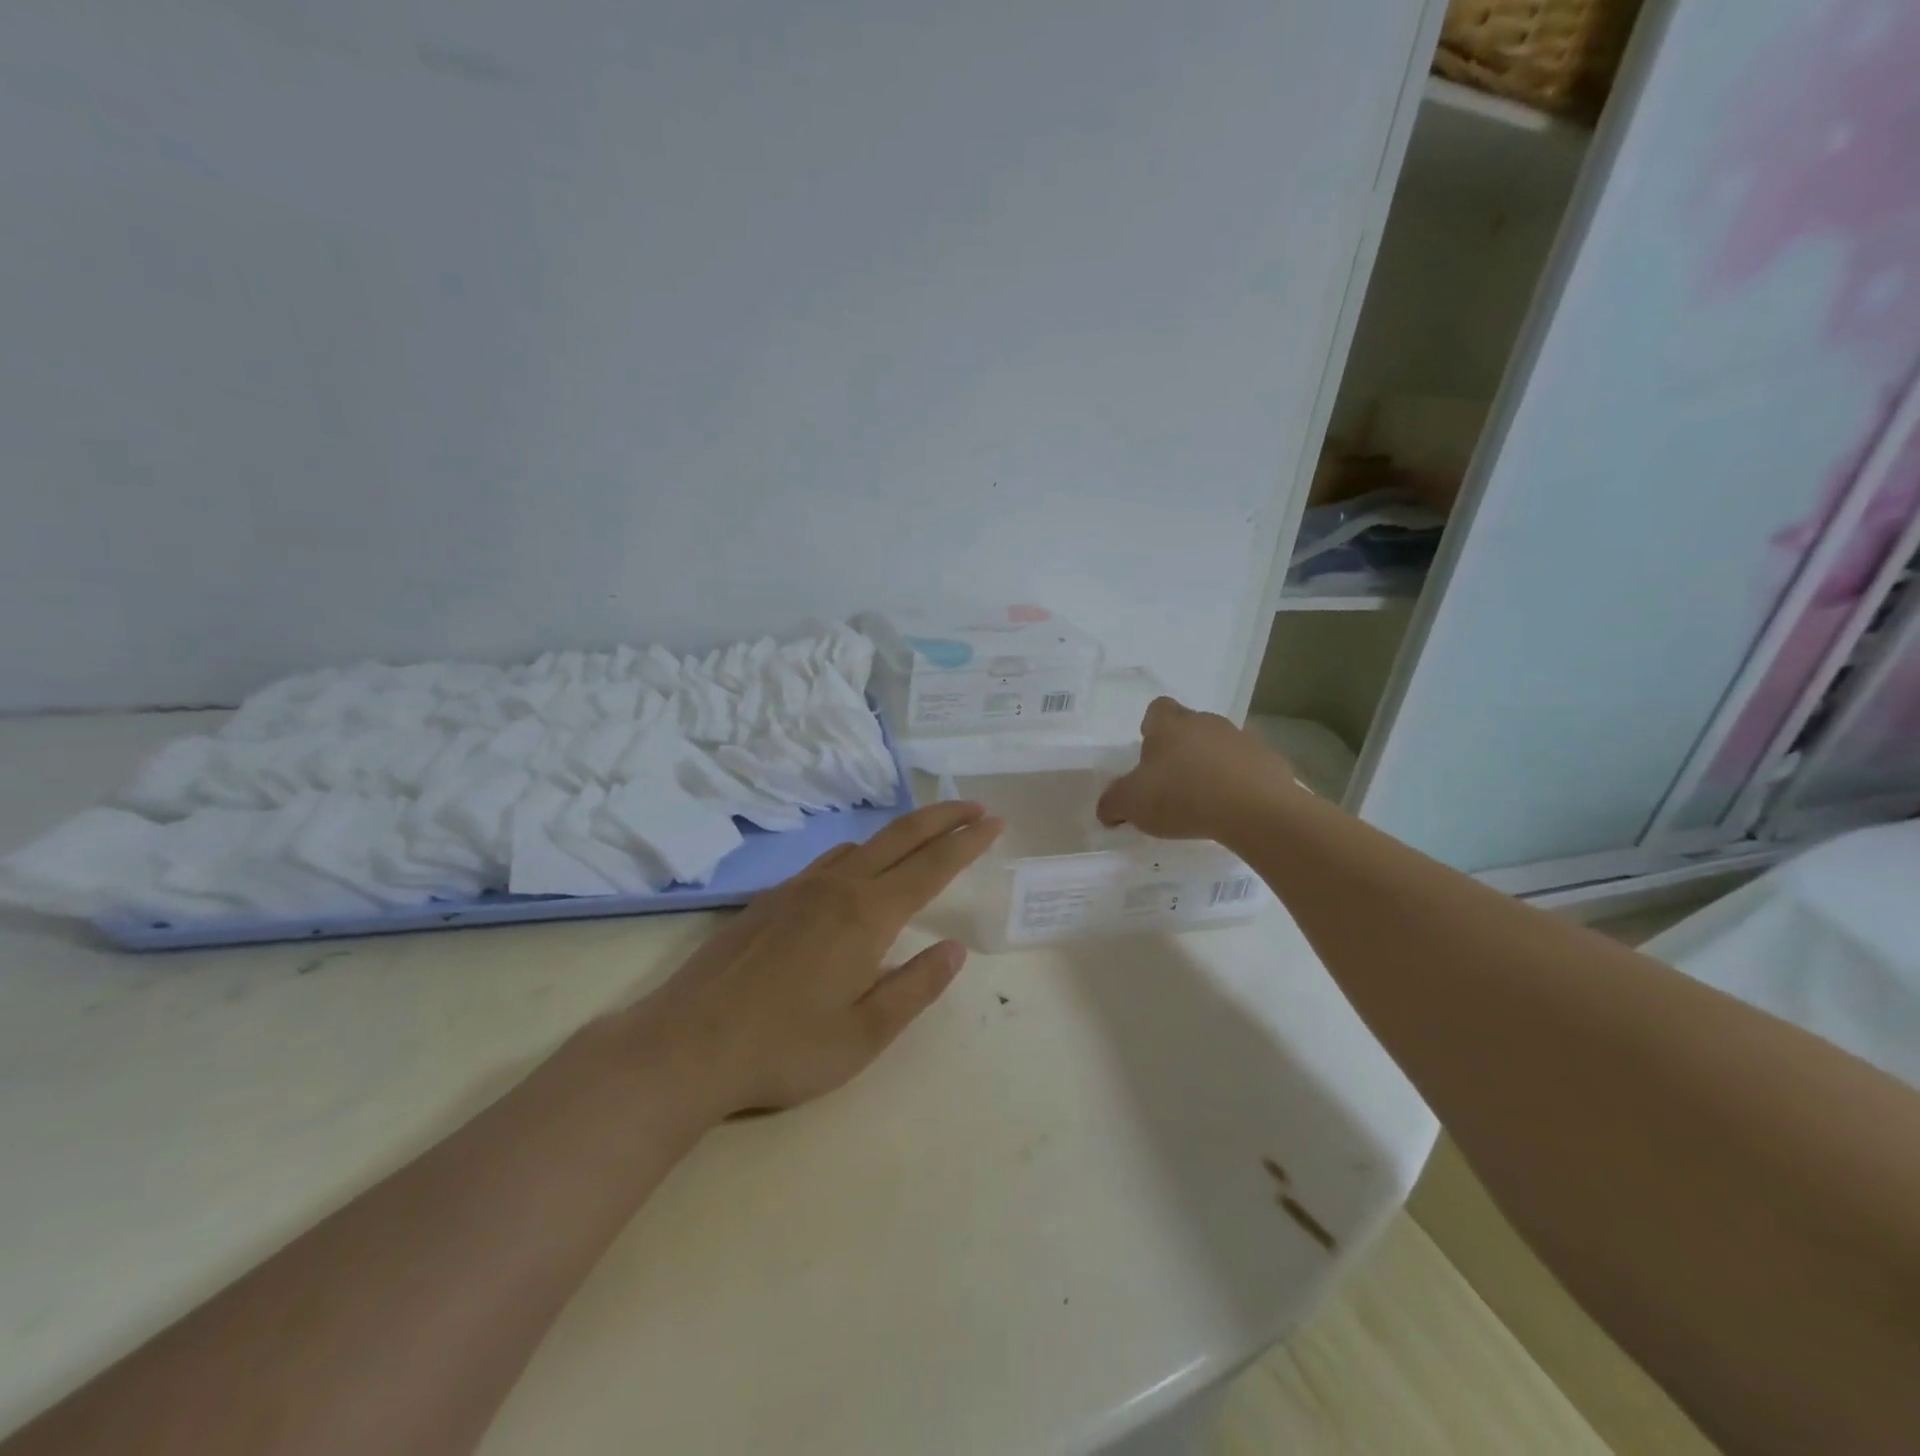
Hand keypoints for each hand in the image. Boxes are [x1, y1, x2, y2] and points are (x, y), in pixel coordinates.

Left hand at [633, 801, 1002, 1116]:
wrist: (687, 1044)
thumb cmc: (785, 1046)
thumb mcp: (865, 1034)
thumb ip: (915, 987)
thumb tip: (954, 950)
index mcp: (866, 915)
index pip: (931, 866)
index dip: (967, 842)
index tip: (994, 822)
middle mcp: (836, 887)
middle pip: (900, 837)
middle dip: (942, 817)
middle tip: (974, 807)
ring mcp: (798, 888)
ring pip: (863, 844)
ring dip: (902, 833)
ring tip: (926, 834)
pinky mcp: (770, 899)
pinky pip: (829, 860)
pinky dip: (861, 851)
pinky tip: (857, 868)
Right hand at [1096, 696, 1295, 840]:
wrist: (1255, 810)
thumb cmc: (1182, 796)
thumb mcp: (1132, 804)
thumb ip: (1113, 803)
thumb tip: (1106, 810)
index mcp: (1170, 724)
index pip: (1157, 709)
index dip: (1151, 728)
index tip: (1148, 754)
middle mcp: (1207, 722)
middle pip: (1190, 727)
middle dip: (1181, 750)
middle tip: (1172, 783)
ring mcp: (1243, 739)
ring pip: (1220, 746)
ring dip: (1212, 766)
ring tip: (1205, 801)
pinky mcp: (1271, 762)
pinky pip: (1248, 768)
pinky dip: (1240, 783)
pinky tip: (1233, 809)